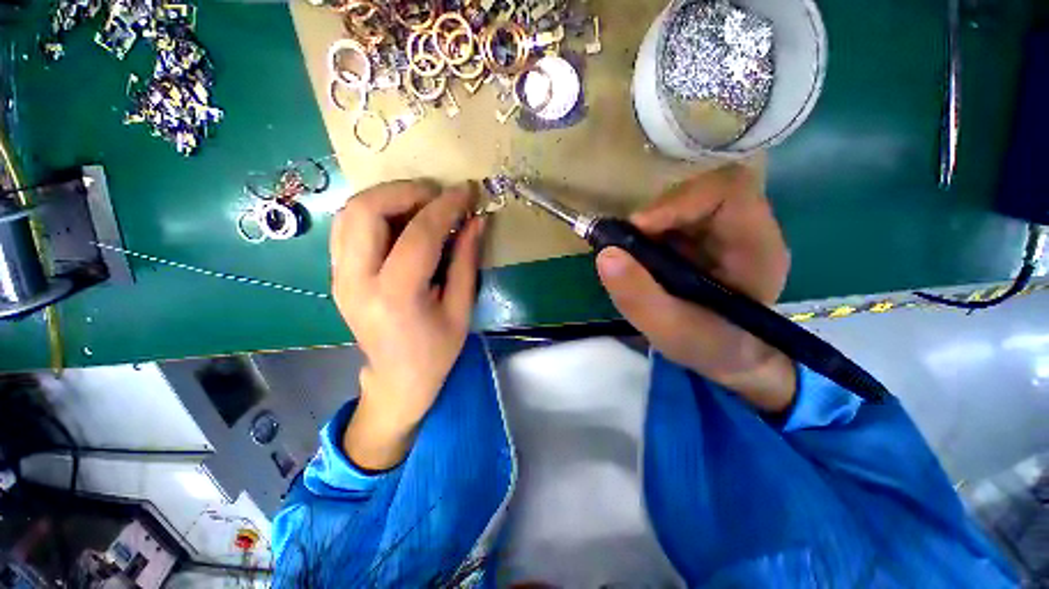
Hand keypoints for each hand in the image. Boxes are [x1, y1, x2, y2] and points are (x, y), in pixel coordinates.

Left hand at [331, 180, 484, 469]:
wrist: (397, 380)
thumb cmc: (437, 352)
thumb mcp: (461, 309)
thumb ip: (466, 261)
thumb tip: (476, 220)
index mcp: (396, 297)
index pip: (419, 234)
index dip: (446, 206)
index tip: (467, 191)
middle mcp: (357, 282)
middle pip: (367, 210)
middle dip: (407, 191)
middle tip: (439, 195)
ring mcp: (339, 277)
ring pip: (351, 212)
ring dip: (389, 196)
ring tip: (423, 203)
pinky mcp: (337, 275)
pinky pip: (348, 227)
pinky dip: (376, 211)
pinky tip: (402, 219)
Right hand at [595, 165, 795, 412]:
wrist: (727, 356)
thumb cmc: (710, 347)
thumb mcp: (670, 331)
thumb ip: (639, 297)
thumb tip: (605, 255)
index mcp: (756, 248)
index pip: (728, 193)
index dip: (680, 201)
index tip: (639, 228)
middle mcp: (746, 229)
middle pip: (702, 190)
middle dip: (658, 213)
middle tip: (626, 242)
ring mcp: (724, 231)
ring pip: (684, 201)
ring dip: (650, 223)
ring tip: (631, 254)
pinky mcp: (703, 237)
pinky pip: (673, 218)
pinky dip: (648, 232)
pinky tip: (640, 256)